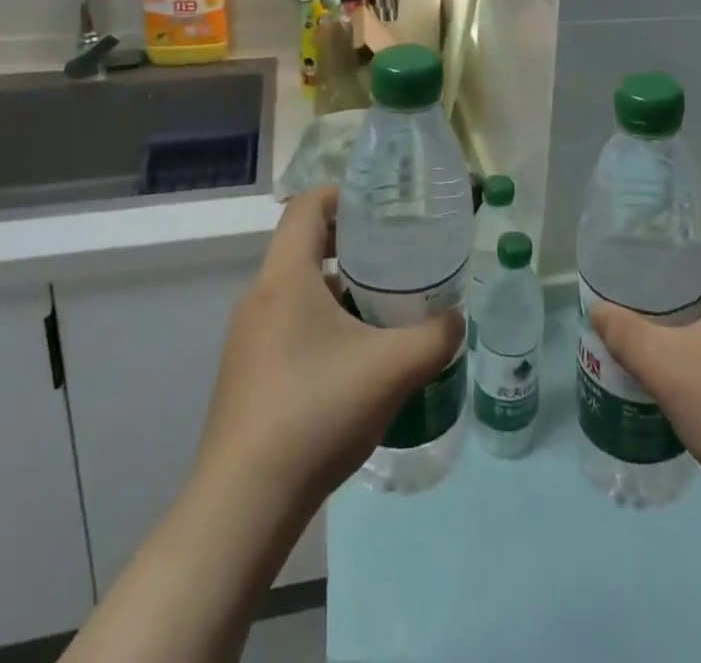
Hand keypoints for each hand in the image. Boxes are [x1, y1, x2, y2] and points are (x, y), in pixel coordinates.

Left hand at [194, 184, 462, 510]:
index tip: (381, 205)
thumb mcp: (392, 368)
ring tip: (385, 304)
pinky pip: (289, 324)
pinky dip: (323, 321)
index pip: (306, 207)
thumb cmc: (316, 412)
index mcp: (285, 277)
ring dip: (340, 287)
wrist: (243, 505)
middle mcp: (260, 298)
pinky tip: (356, 357)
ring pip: (299, 290)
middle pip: (304, 246)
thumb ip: (436, 336)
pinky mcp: (248, 373)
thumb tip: (456, 319)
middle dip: (351, 242)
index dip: (342, 194)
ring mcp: (248, 339)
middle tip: (396, 252)